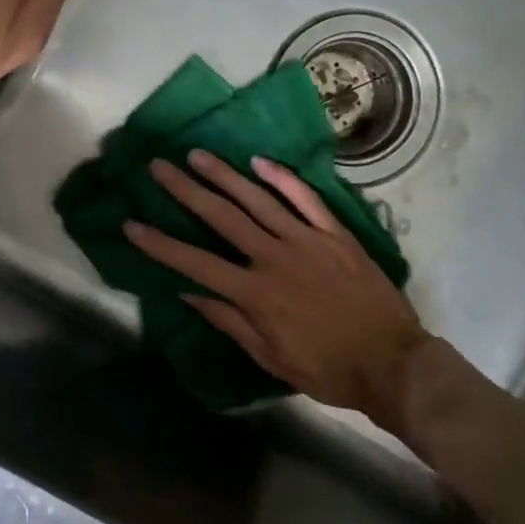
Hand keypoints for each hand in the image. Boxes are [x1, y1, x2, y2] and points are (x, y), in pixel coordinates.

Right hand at [125, 151, 435, 420]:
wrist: (392, 362)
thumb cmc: (327, 368)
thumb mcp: (270, 358)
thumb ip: (229, 321)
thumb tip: (189, 292)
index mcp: (255, 293)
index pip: (195, 263)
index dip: (160, 244)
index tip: (132, 224)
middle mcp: (274, 257)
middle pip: (221, 217)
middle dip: (185, 190)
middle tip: (159, 167)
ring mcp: (306, 239)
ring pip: (258, 199)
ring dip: (224, 175)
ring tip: (197, 155)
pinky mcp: (335, 233)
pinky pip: (305, 198)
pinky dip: (282, 178)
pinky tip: (259, 161)